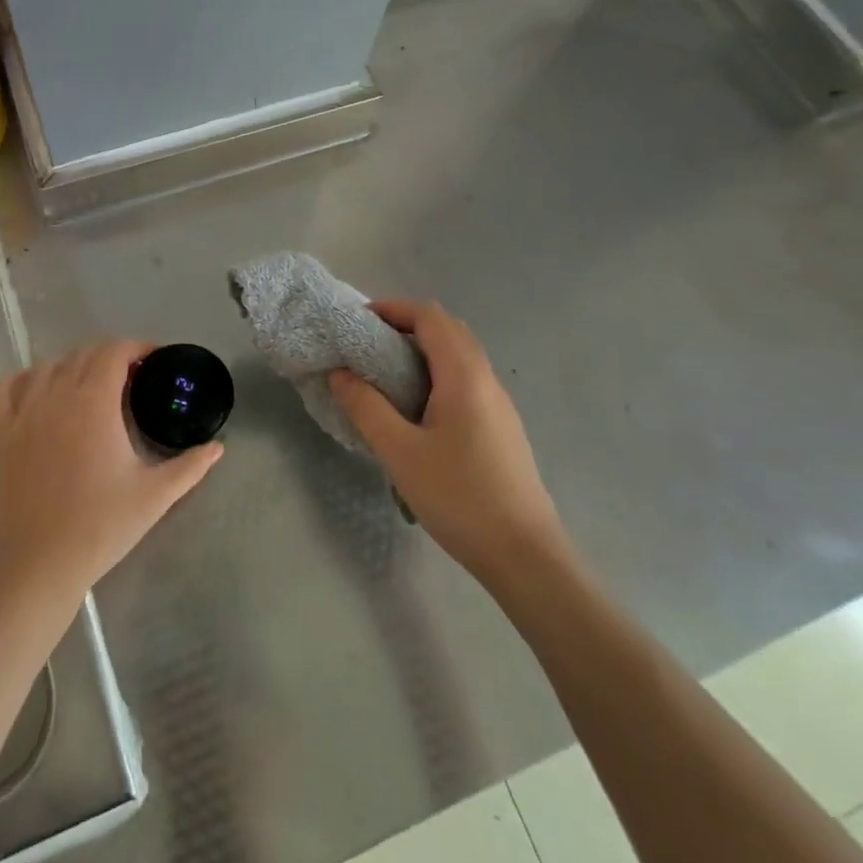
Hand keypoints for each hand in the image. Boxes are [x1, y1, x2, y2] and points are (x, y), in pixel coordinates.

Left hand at [0, 340, 222, 609]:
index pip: (114, 352)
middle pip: (83, 354)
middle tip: (133, 379)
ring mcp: (23, 414)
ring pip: (47, 366)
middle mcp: (56, 396)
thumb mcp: (155, 496)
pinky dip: (22, 381)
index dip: (137, 348)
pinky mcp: (1, 435)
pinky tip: (38, 393)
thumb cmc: (101, 526)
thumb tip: (218, 447)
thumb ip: (191, 466)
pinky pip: (4, 389)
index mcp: (94, 403)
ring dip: (73, 366)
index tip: (155, 362)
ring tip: (91, 387)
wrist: (39, 565)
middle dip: (111, 357)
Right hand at [329, 301, 560, 583]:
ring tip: (385, 375)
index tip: (359, 322)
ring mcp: (499, 404)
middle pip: (448, 330)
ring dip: (423, 351)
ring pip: (460, 356)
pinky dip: (437, 374)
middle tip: (368, 346)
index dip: (394, 309)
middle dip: (407, 326)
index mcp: (464, 375)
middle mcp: (486, 380)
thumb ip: (366, 407)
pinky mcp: (501, 427)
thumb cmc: (458, 496)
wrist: (523, 554)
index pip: (430, 317)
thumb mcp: (400, 452)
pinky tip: (416, 410)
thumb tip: (339, 372)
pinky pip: (467, 381)